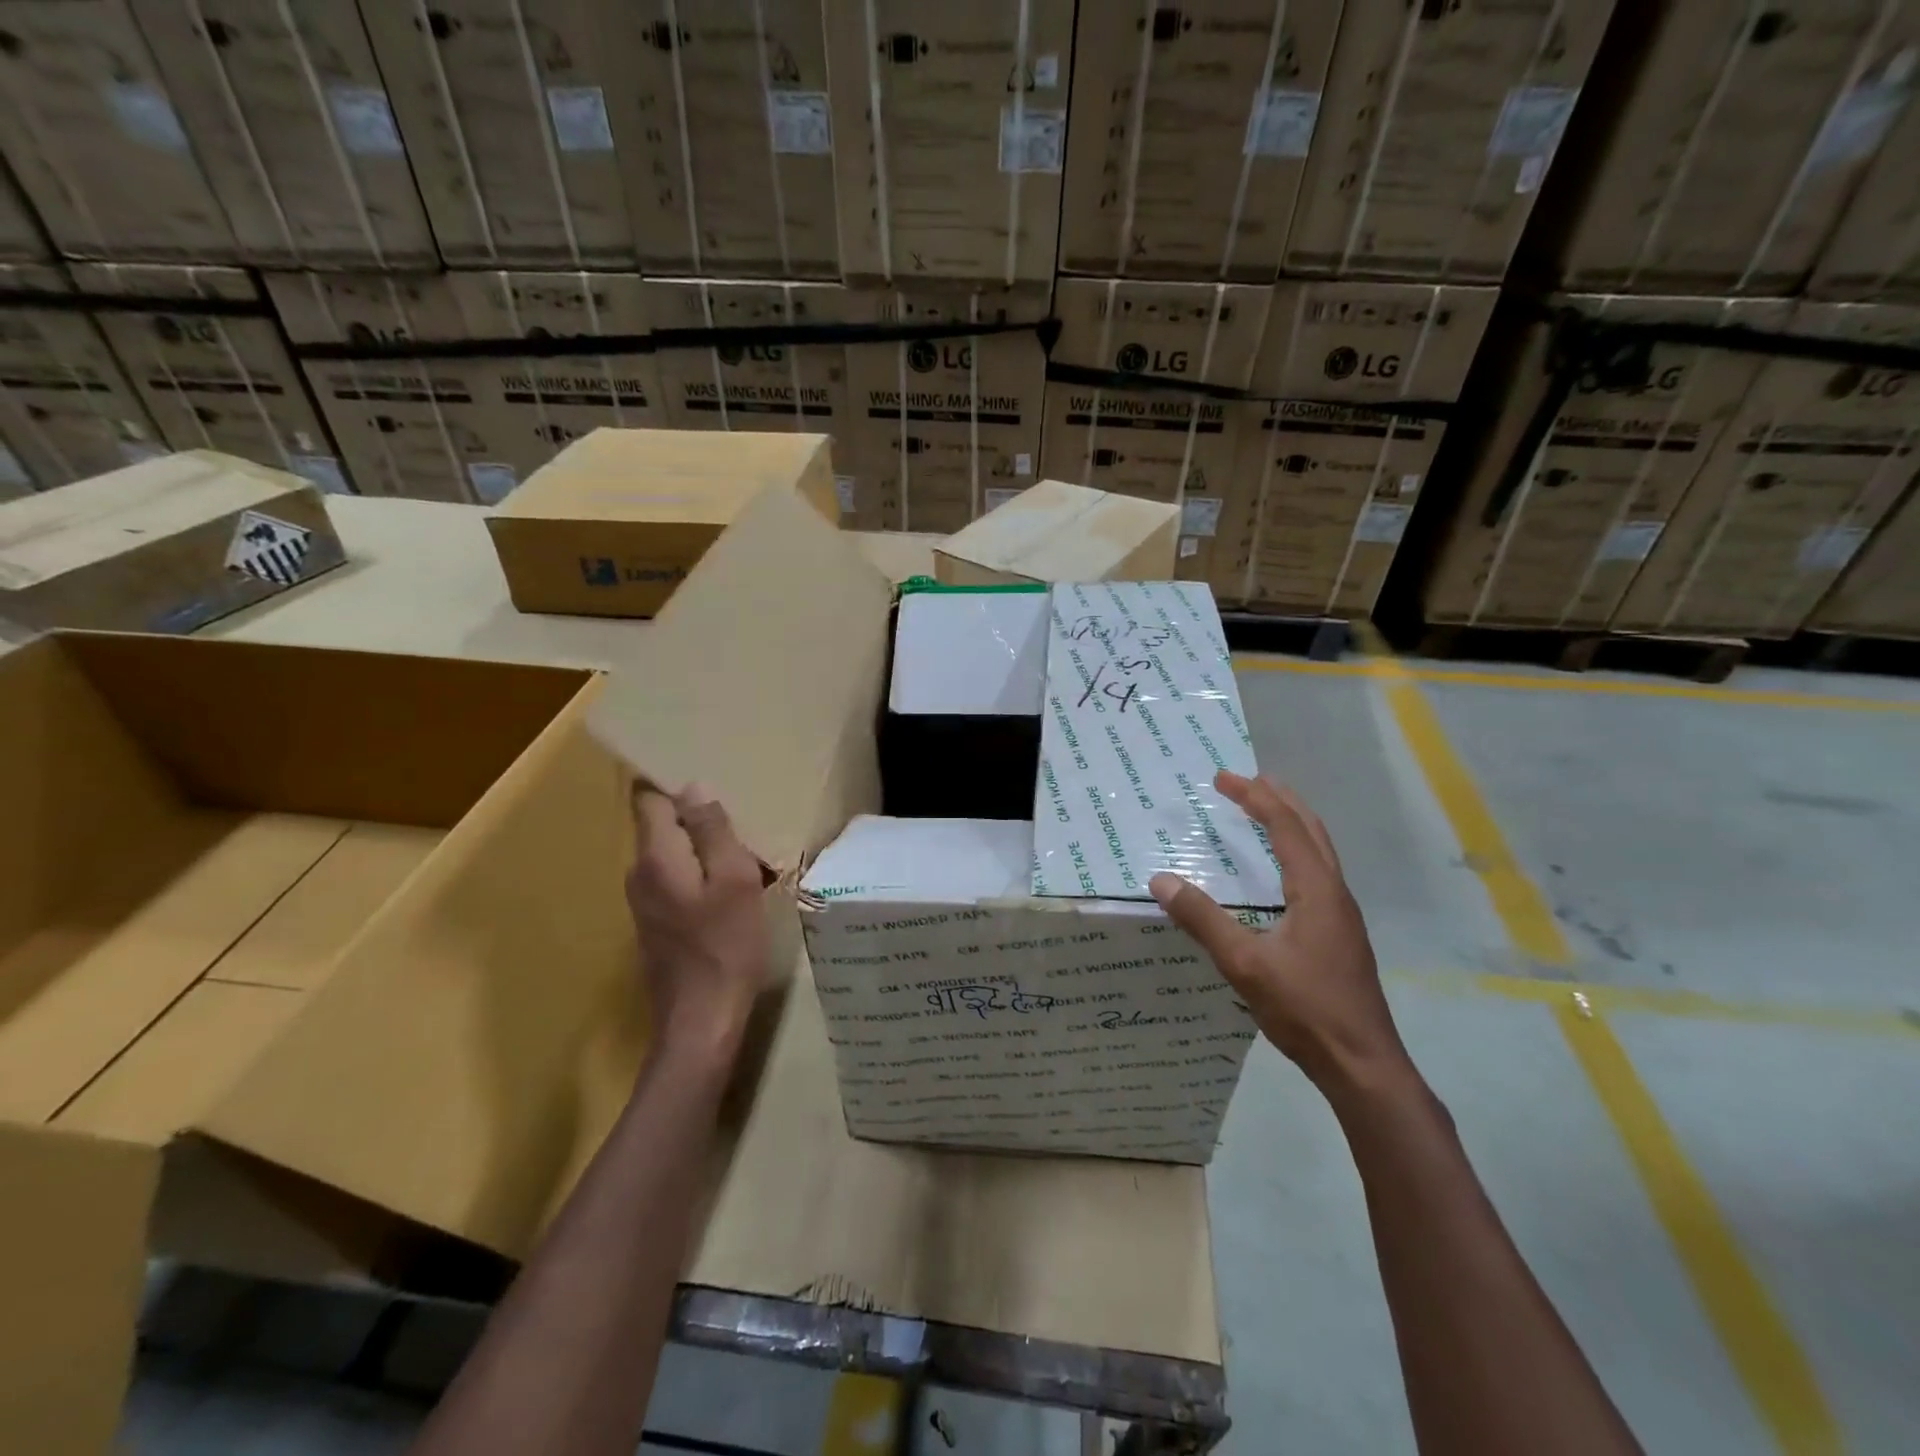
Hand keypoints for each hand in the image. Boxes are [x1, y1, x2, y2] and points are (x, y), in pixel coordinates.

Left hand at [627, 783, 767, 1065]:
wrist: (701, 1021)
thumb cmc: (725, 946)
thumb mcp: (733, 880)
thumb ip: (712, 831)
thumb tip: (694, 788)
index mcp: (656, 857)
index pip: (650, 800)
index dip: (677, 788)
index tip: (714, 787)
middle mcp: (639, 874)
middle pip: (662, 826)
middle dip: (699, 820)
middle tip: (743, 823)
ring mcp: (643, 902)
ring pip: (672, 855)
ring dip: (704, 850)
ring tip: (745, 855)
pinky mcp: (655, 924)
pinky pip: (676, 880)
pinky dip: (700, 875)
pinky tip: (732, 891)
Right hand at [1149, 771, 1410, 1096]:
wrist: (1364, 1065)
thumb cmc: (1306, 1009)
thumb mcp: (1245, 964)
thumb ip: (1203, 920)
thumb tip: (1161, 881)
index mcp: (1317, 890)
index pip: (1285, 827)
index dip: (1254, 798)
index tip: (1222, 779)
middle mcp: (1335, 894)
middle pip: (1311, 830)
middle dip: (1279, 799)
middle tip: (1247, 781)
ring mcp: (1342, 916)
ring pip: (1319, 852)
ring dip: (1291, 823)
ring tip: (1265, 811)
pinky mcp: (1340, 936)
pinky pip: (1317, 874)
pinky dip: (1295, 852)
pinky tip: (1280, 873)